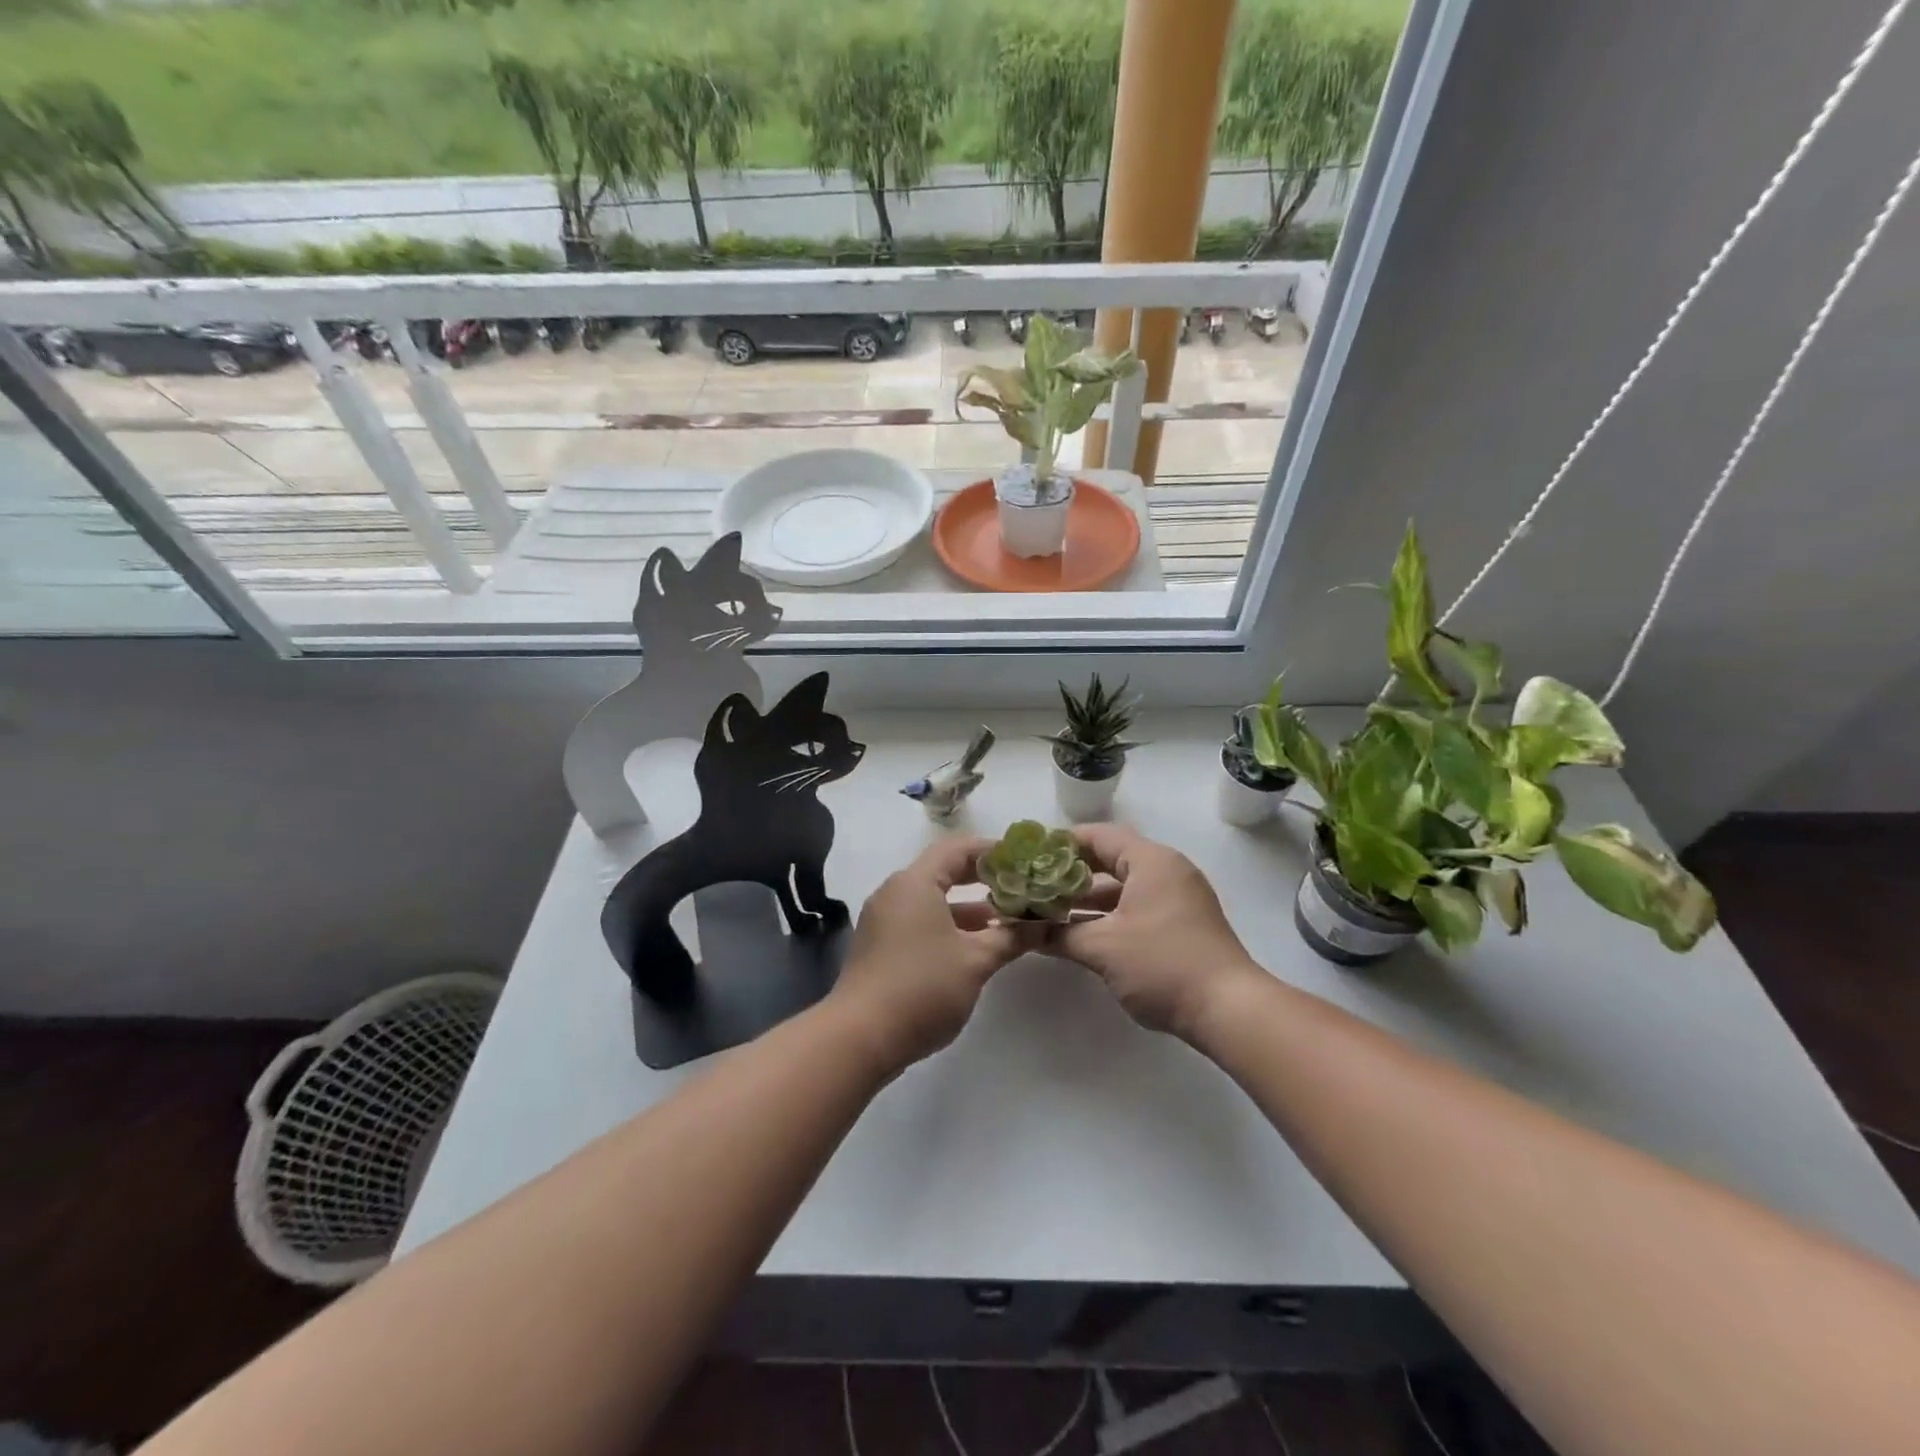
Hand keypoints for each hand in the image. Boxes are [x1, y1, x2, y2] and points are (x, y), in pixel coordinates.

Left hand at [827, 837, 1034, 1071]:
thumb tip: (1045, 925)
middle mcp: (896, 892)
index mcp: (915, 883)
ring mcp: (885, 919)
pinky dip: (950, 924)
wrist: (859, 1038)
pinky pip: (921, 920)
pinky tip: (977, 944)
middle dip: (984, 878)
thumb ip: (1011, 938)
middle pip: (944, 870)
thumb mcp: (975, 962)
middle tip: (1020, 885)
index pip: (958, 848)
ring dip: (969, 906)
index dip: (993, 851)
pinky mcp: (882, 944)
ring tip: (1008, 918)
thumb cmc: (921, 988)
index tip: (1024, 861)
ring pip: (934, 899)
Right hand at [1051, 824, 1265, 1040]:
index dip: (1061, 844)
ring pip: (1123, 887)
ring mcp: (1178, 898)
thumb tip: (1023, 932)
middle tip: (1035, 884)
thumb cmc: (1162, 964)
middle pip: (1110, 860)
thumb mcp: (1103, 948)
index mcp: (1151, 861)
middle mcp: (1167, 871)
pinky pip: (1137, 906)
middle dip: (1071, 874)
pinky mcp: (1182, 924)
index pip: (1098, 836)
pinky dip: (1109, 914)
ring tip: (1048, 909)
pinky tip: (1080, 931)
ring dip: (1088, 899)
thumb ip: (1058, 934)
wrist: (1229, 1009)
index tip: (1030, 857)